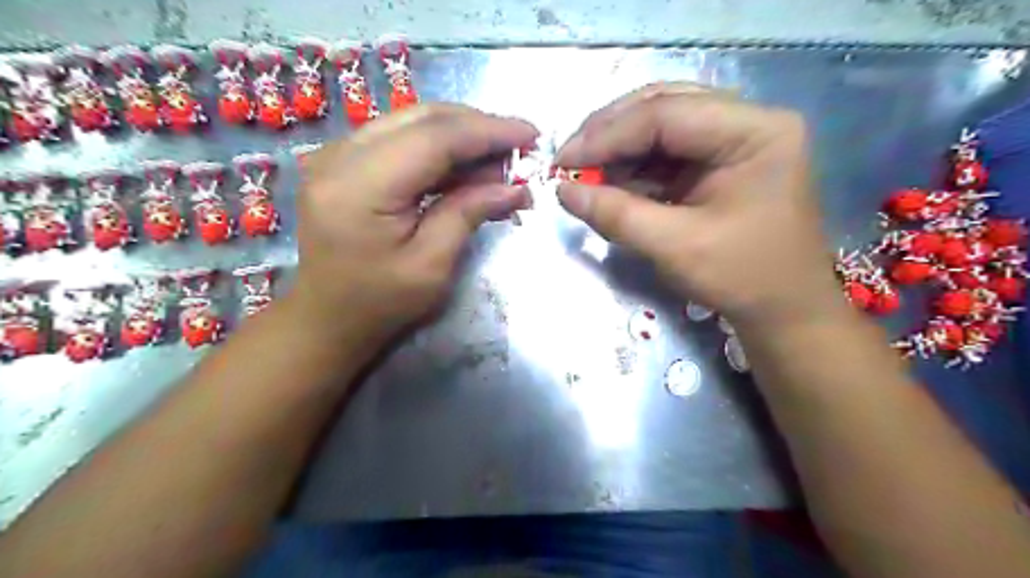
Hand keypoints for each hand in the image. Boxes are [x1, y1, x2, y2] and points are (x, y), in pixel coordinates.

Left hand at [286, 104, 534, 342]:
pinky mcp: (343, 161)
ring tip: (498, 164)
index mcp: (359, 187)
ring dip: (461, 137)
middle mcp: (339, 156)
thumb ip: (469, 214)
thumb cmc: (380, 302)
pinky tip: (465, 169)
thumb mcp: (432, 265)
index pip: (434, 138)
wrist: (327, 317)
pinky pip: (400, 138)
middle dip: (478, 128)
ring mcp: (336, 154)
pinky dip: (439, 148)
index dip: (488, 131)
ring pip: (412, 122)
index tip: (531, 134)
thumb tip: (516, 187)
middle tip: (518, 151)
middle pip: (423, 118)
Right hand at [560, 84, 847, 331]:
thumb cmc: (742, 279)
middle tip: (570, 158)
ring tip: (584, 172)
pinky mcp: (721, 162)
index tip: (563, 161)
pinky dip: (635, 165)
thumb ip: (616, 214)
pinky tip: (611, 182)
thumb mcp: (675, 246)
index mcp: (755, 131)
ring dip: (619, 148)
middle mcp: (749, 121)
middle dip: (611, 132)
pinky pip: (669, 151)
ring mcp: (736, 140)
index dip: (608, 135)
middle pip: (665, 106)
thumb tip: (562, 190)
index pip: (667, 113)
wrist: (784, 312)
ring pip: (663, 124)